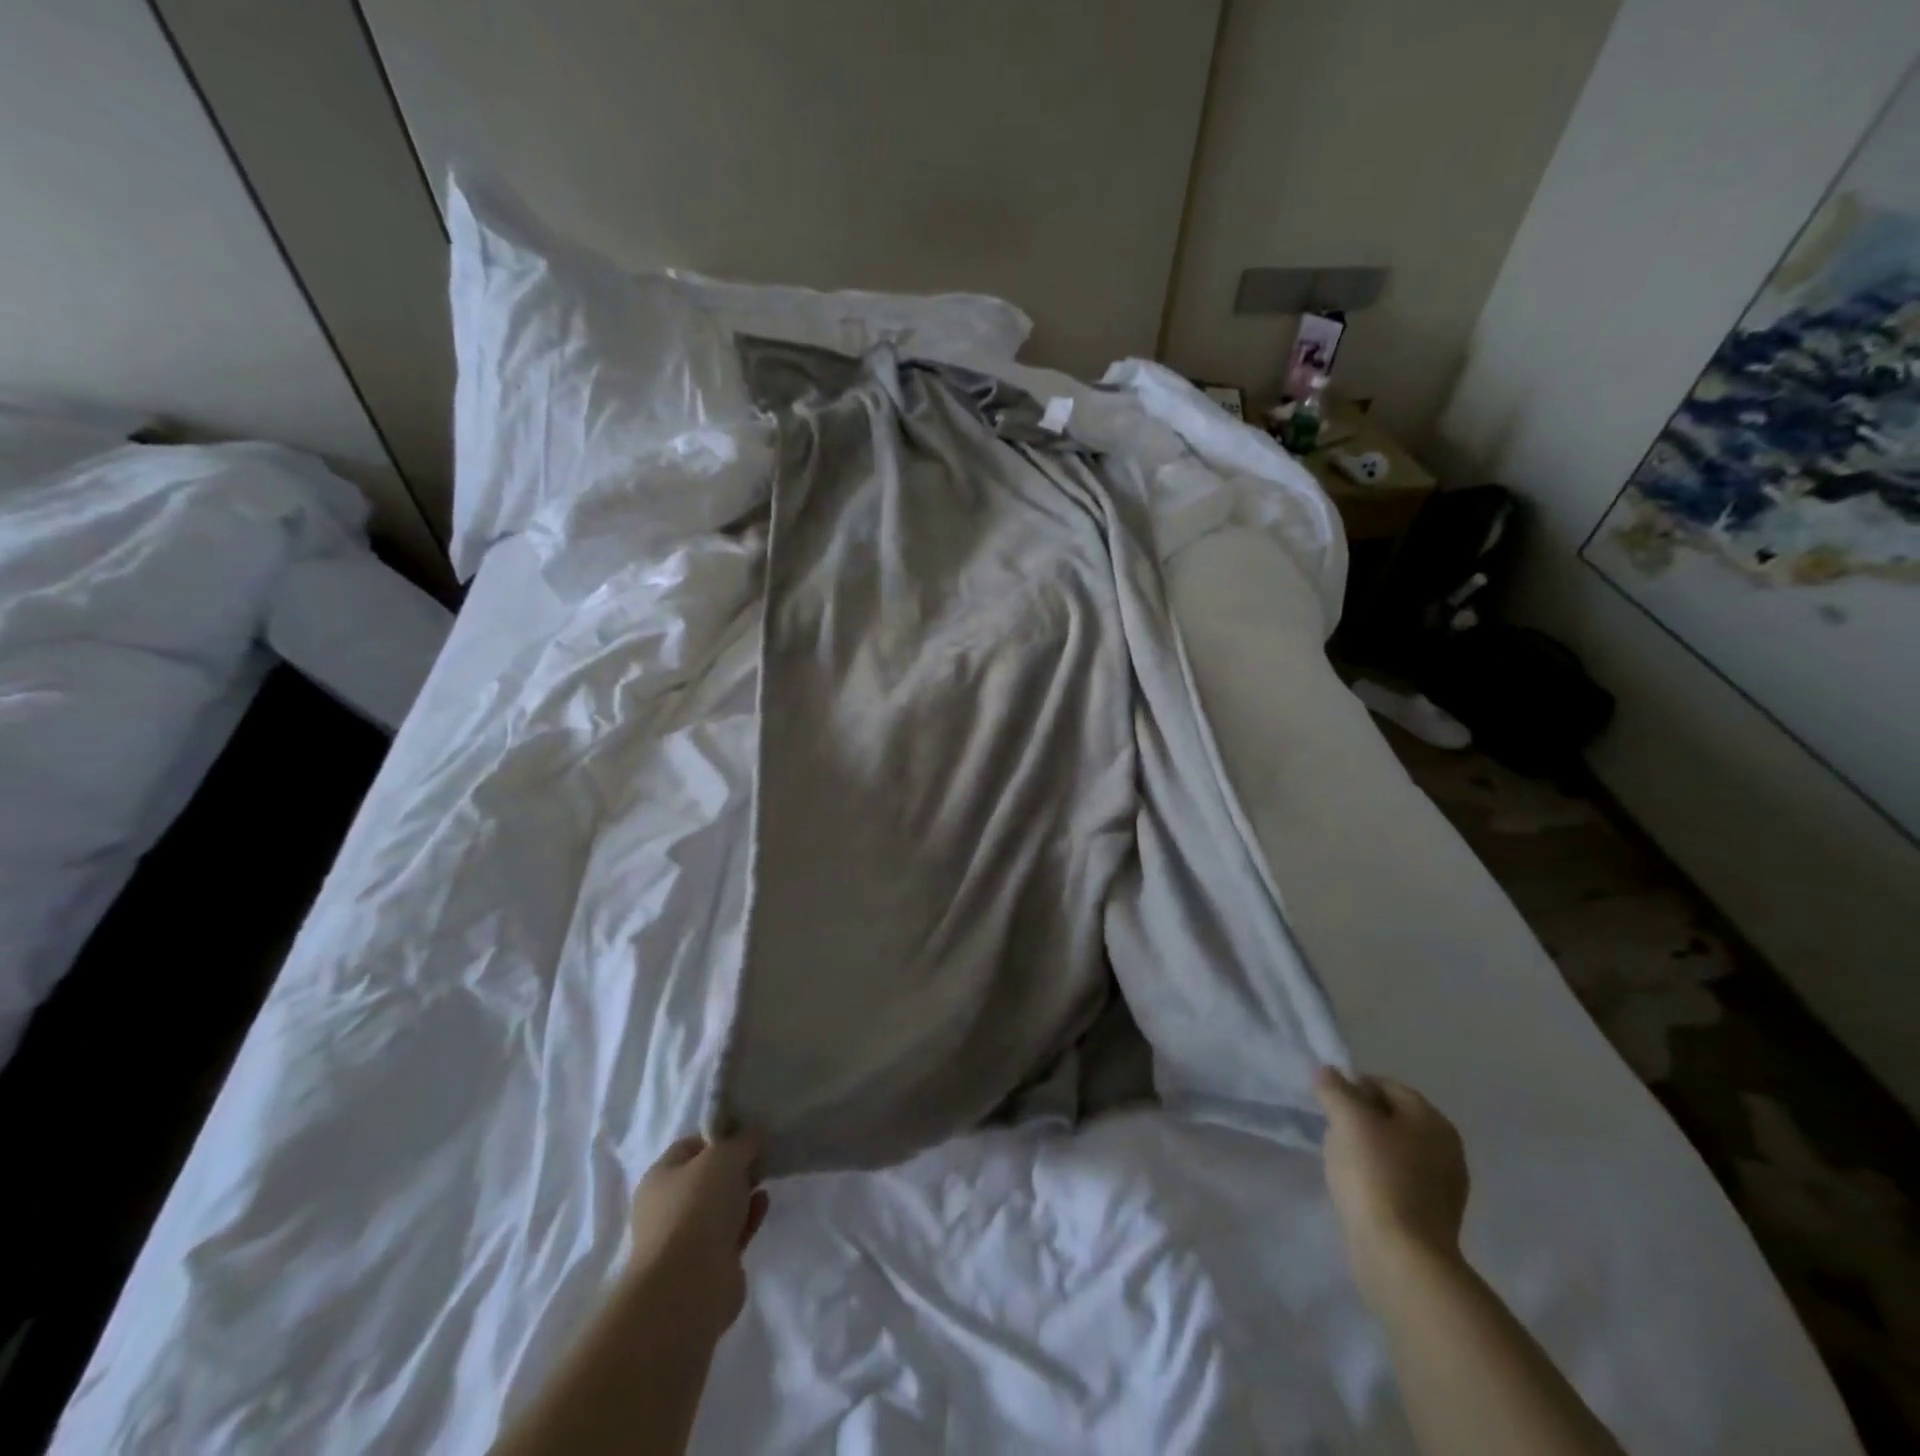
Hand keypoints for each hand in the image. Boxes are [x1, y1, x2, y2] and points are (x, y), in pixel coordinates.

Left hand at [628, 1134, 769, 1338]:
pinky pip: (733, 1232)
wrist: (689, 1286)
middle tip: (762, 1154)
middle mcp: (668, 1207)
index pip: (690, 1146)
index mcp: (660, 1178)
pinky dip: (749, 1216)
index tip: (748, 1133)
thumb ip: (742, 1142)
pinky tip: (764, 1203)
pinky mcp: (709, 1265)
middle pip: (706, 1177)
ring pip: (720, 1206)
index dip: (719, 1136)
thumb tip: (753, 1136)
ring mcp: (687, 1239)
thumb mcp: (724, 1157)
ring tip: (767, 1177)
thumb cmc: (697, 1207)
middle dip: (734, 1166)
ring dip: (743, 1192)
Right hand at [1315, 1066, 1468, 1309]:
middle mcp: (1447, 1148)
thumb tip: (1327, 1071)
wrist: (1402, 1258)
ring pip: (1395, 1150)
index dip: (1353, 1086)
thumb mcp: (1347, 1120)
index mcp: (1433, 1120)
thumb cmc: (1376, 1177)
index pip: (1387, 1086)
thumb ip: (1335, 1089)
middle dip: (1360, 1118)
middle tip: (1332, 1130)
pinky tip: (1358, 1189)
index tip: (1328, 1103)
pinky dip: (1378, 1177)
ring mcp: (1445, 1186)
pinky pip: (1400, 1180)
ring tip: (1341, 1161)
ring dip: (1368, 1149)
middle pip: (1393, 1117)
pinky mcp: (1434, 1216)